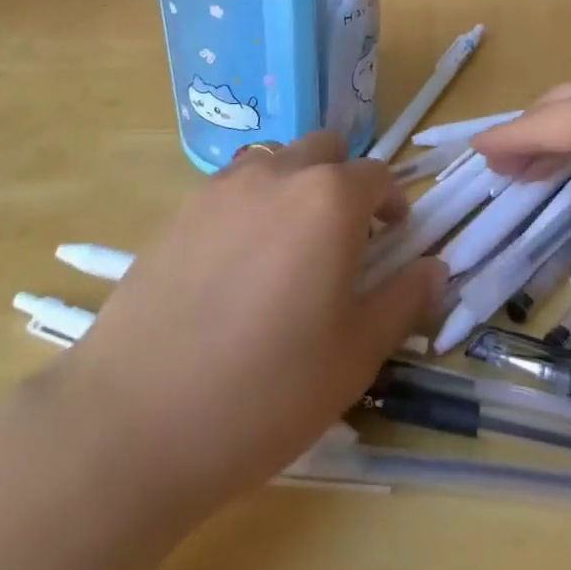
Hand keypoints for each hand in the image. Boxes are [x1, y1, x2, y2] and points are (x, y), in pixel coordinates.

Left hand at [57, 133, 444, 519]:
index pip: (378, 175)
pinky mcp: (181, 209)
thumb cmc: (265, 390)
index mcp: (329, 199)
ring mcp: (222, 186)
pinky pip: (233, 186)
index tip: (393, 240)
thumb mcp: (355, 355)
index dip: (394, 205)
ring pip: (277, 160)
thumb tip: (435, 267)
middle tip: (344, 239)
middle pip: (326, 150)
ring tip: (289, 250)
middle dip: (345, 182)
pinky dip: (253, 204)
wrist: (136, 419)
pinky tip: (238, 265)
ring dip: (297, 186)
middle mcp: (277, 173)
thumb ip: (403, 299)